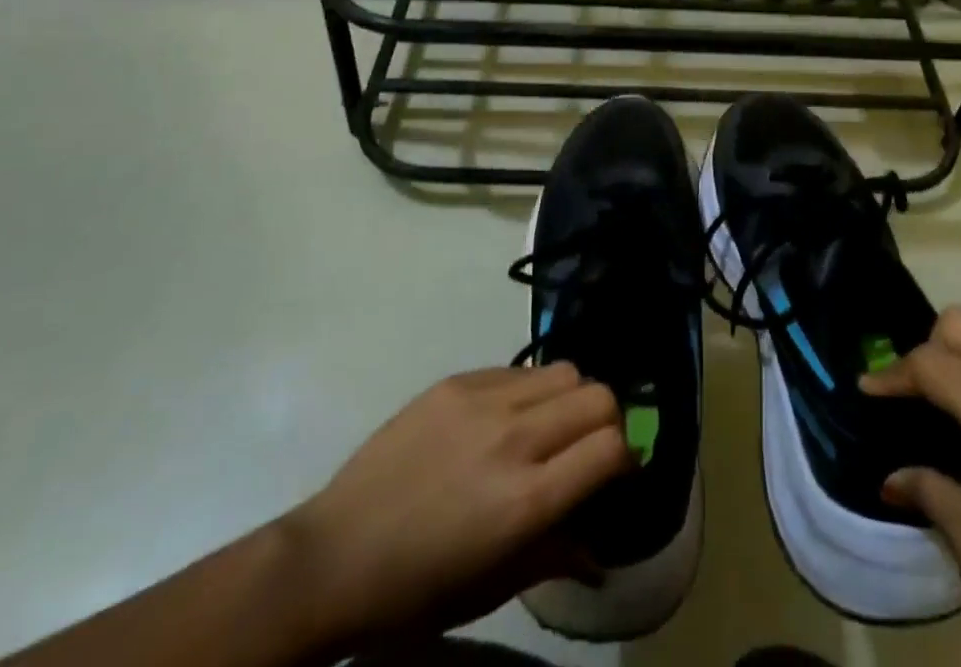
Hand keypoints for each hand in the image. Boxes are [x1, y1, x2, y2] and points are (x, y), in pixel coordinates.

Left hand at [284, 364, 632, 648]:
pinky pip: (519, 370)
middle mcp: (513, 439)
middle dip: (606, 421)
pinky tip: (505, 419)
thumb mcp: (492, 588)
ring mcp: (483, 401)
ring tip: (548, 427)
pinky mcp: (457, 380)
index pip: (610, 448)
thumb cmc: (416, 590)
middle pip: (597, 396)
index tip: (616, 472)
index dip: (625, 458)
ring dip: (571, 398)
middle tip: (586, 448)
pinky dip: (530, 391)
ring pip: (564, 371)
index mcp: (525, 501)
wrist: (335, 555)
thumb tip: (599, 551)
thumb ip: (554, 556)